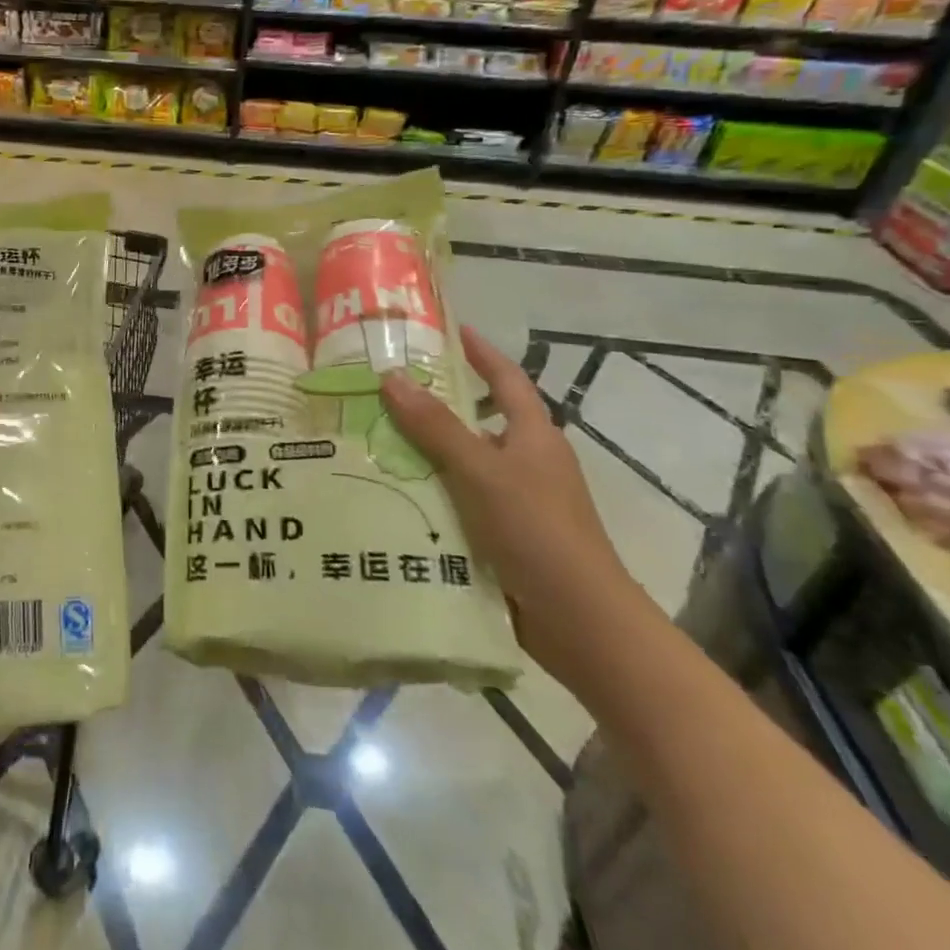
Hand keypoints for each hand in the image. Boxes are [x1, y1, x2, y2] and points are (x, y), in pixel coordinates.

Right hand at [381, 328, 646, 686]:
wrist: (580, 620)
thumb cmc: (537, 530)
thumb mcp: (482, 471)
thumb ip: (436, 426)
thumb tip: (392, 376)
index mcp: (533, 436)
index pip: (505, 379)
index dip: (480, 352)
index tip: (448, 329)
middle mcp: (526, 462)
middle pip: (475, 421)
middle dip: (433, 405)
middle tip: (381, 390)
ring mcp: (514, 502)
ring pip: (460, 465)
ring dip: (422, 454)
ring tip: (369, 440)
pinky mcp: (501, 536)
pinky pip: (456, 501)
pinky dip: (427, 493)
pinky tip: (388, 495)